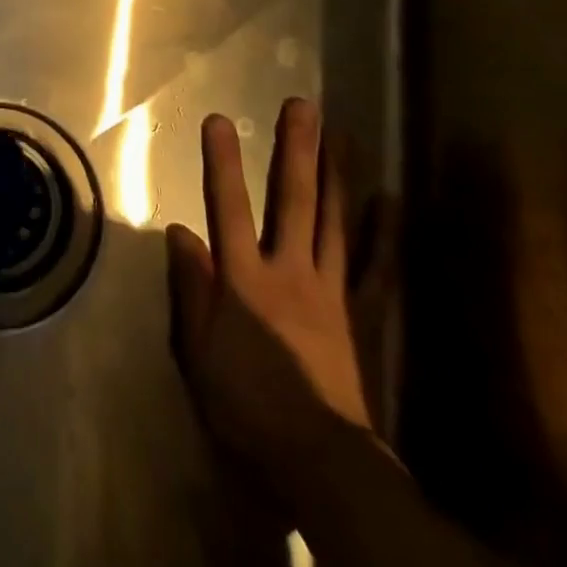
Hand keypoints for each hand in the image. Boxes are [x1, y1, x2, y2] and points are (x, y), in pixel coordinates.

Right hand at [167, 99, 372, 474]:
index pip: (228, 208)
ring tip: (343, 135)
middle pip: (292, 202)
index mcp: (244, 279)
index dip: (222, 163)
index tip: (219, 120)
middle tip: (303, 107)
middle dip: (296, 151)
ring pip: (335, 223)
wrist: (318, 459)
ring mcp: (330, 291)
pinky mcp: (358, 314)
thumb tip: (179, 230)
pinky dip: (382, 233)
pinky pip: (374, 268)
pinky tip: (388, 202)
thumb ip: (190, 286)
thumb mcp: (198, 349)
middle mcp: (289, 271)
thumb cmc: (245, 403)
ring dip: (337, 176)